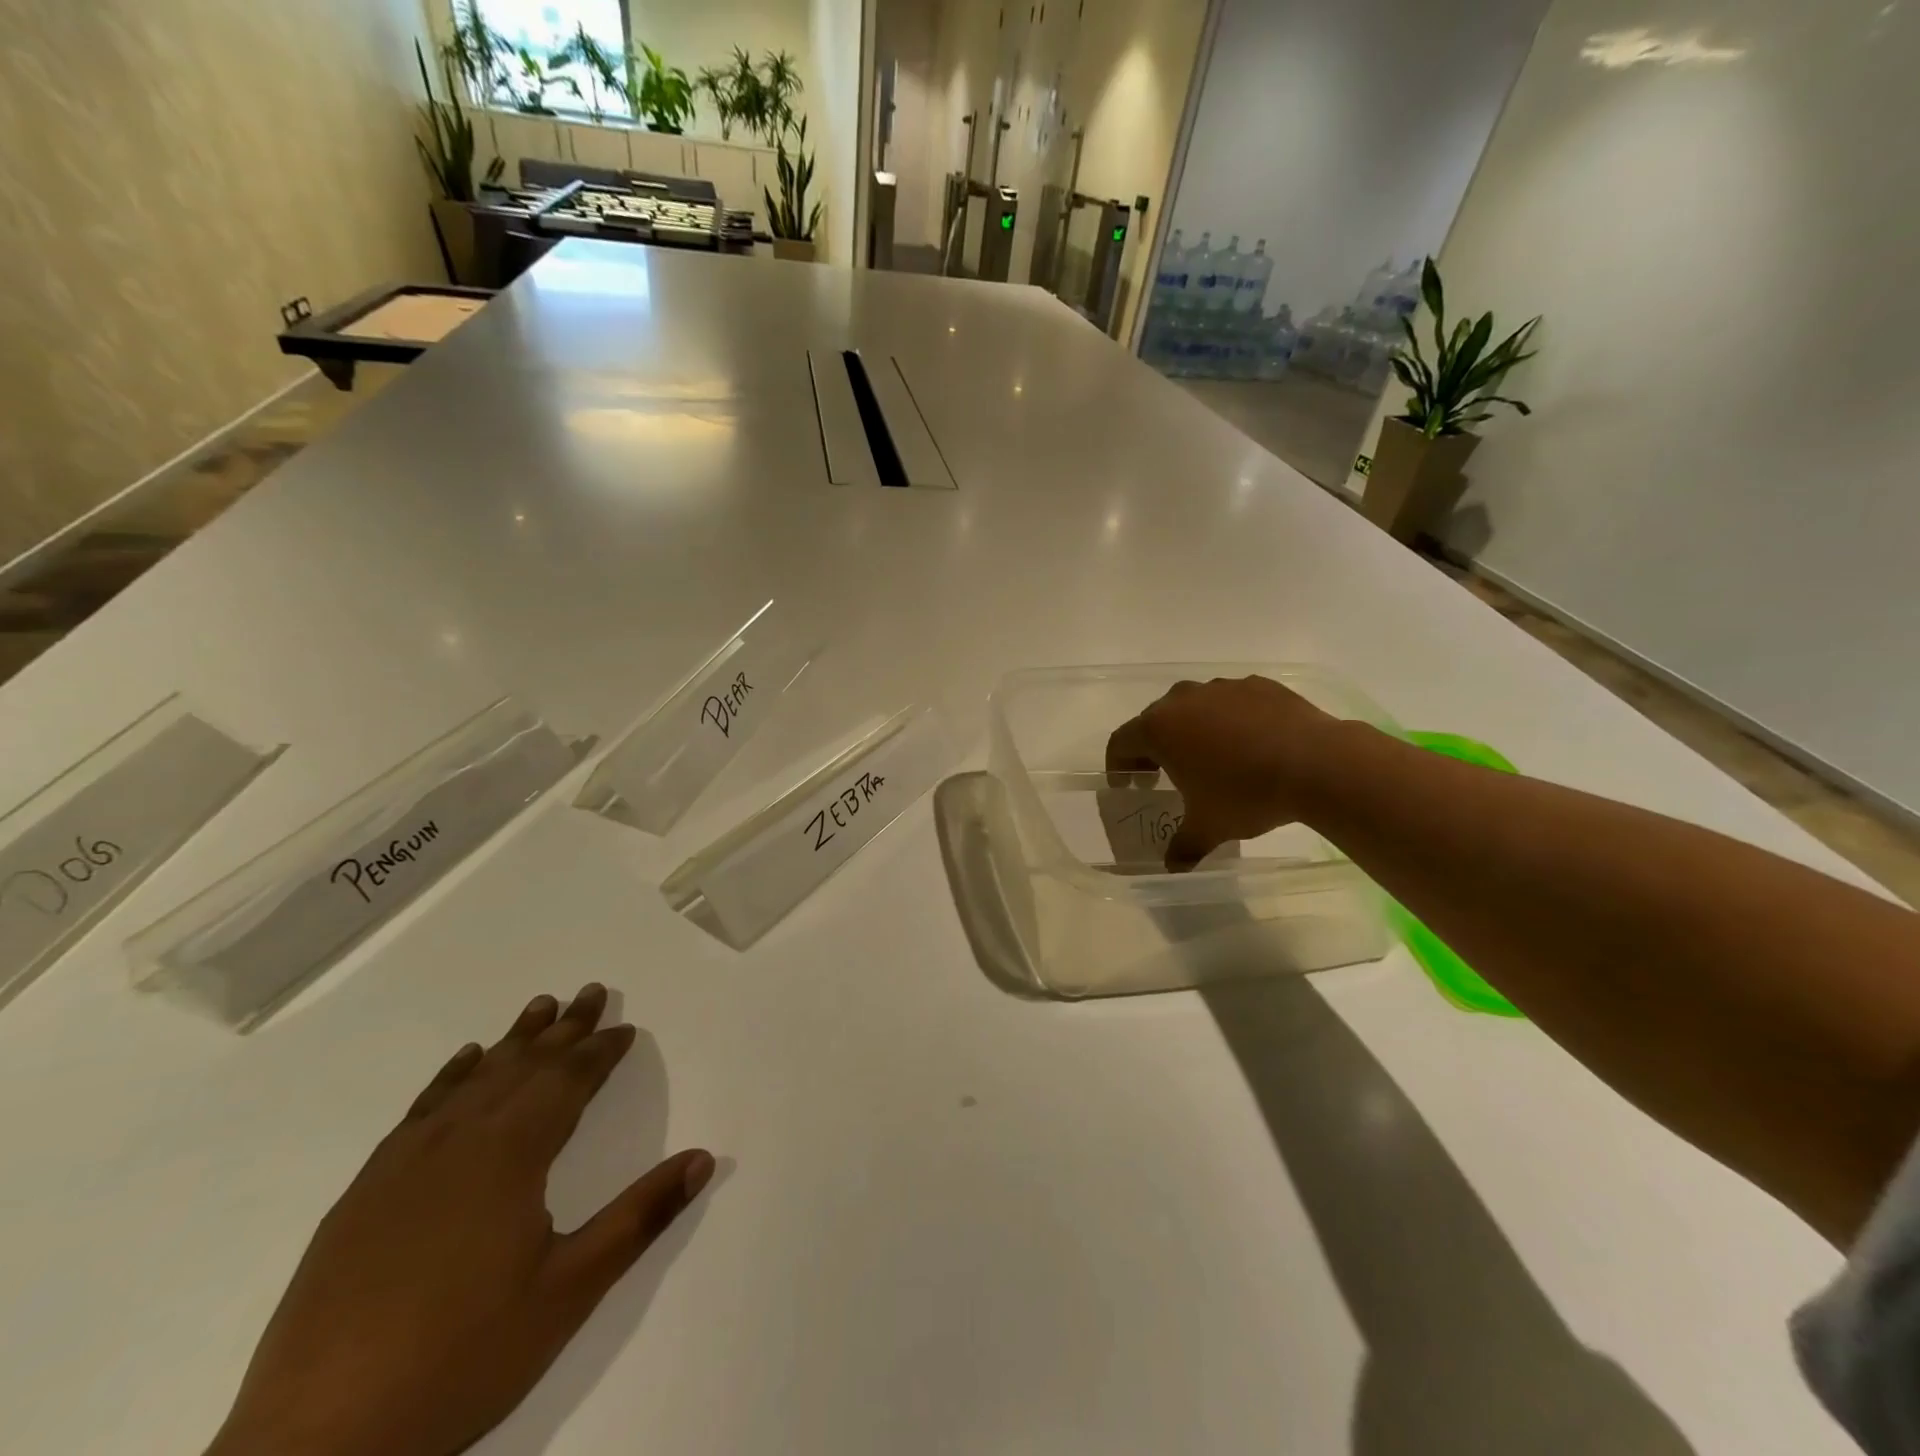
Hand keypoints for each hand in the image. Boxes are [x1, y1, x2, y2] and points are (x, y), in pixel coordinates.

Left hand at [208, 984, 714, 1455]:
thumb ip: (640, 1217)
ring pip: (473, 1080)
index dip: (600, 1052)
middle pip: (523, 1067)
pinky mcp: (363, 1193)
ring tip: (539, 1007)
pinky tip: (463, 1062)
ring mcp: (403, 1165)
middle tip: (592, 991)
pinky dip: (450, 1077)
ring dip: (513, 1041)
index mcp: (510, 1156)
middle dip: (563, 1029)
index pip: (567, 1083)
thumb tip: (704, 1158)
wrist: (315, 1445)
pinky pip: (420, 1110)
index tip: (625, 1027)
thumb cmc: (462, 1357)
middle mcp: (458, 1142)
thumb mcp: (570, 1291)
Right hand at [1105, 675, 1338, 869]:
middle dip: (1153, 747)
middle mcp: (1183, 700)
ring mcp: (1222, 688)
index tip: (1128, 785)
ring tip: (1209, 758)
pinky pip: (1231, 702)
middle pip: (1154, 720)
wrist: (1317, 763)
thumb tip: (1173, 867)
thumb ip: (1183, 846)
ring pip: (1194, 707)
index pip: (1121, 742)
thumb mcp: (1209, 828)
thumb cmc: (1246, 794)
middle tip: (1162, 775)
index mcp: (1159, 729)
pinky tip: (1249, 744)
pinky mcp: (1258, 685)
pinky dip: (1230, 720)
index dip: (1118, 765)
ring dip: (1192, 730)